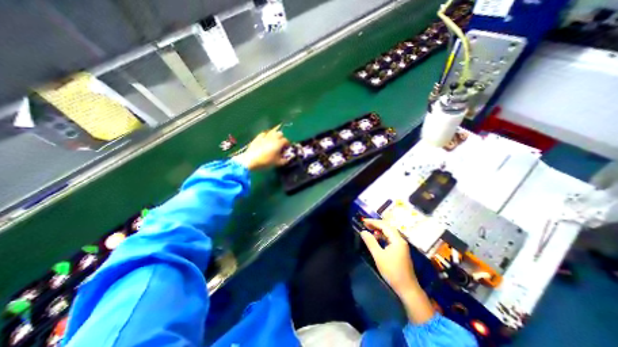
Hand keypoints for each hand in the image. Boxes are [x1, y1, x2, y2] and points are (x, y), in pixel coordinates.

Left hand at [234, 126, 289, 170]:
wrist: (250, 160)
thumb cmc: (266, 162)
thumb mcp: (277, 163)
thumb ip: (284, 160)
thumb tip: (288, 158)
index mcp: (279, 143)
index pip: (286, 141)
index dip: (287, 145)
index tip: (286, 149)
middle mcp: (273, 137)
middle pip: (280, 134)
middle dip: (281, 138)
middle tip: (280, 145)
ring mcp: (264, 136)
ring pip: (272, 132)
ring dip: (274, 136)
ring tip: (273, 142)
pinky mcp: (257, 137)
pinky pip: (264, 133)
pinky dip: (266, 136)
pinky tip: (265, 140)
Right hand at [358, 218, 432, 323]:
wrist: (407, 288)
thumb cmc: (392, 271)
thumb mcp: (379, 256)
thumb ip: (370, 242)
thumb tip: (363, 232)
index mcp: (397, 240)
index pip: (384, 225)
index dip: (373, 222)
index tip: (363, 221)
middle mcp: (400, 240)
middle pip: (387, 227)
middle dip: (376, 224)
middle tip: (365, 224)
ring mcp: (401, 245)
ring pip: (389, 232)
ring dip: (379, 229)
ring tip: (369, 229)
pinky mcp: (400, 250)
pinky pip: (390, 238)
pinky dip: (382, 236)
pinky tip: (376, 238)